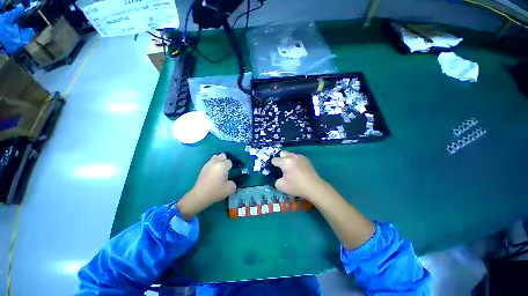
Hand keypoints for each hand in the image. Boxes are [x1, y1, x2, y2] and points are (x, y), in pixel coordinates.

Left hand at [177, 153, 235, 219]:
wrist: (200, 196)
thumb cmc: (216, 191)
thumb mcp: (230, 188)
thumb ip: (233, 182)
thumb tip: (231, 181)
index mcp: (222, 166)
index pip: (230, 161)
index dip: (232, 166)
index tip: (232, 171)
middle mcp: (215, 162)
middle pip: (222, 155)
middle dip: (225, 160)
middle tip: (227, 168)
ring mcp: (208, 164)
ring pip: (215, 157)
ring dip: (219, 160)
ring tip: (221, 168)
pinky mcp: (203, 168)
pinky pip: (210, 162)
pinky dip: (214, 164)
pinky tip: (214, 171)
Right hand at [271, 151, 325, 200]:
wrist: (314, 187)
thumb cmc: (297, 186)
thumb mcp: (281, 186)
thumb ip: (276, 180)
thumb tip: (279, 177)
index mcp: (285, 162)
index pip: (275, 159)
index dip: (273, 165)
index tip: (275, 170)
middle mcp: (293, 157)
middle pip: (282, 153)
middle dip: (280, 159)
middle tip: (282, 168)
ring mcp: (300, 157)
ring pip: (291, 154)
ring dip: (288, 159)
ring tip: (291, 168)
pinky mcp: (306, 159)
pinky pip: (297, 157)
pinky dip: (295, 161)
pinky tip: (298, 169)